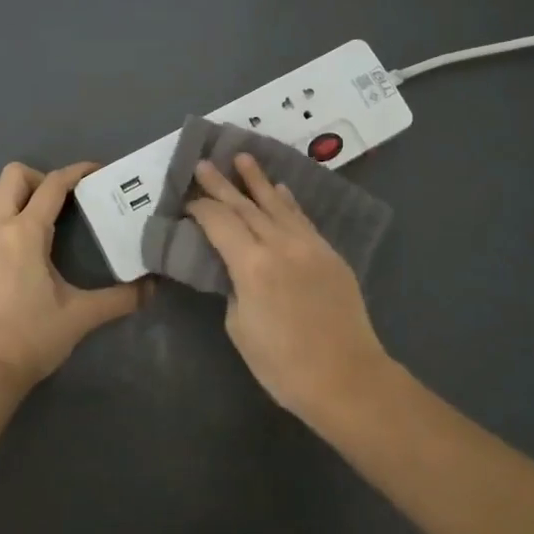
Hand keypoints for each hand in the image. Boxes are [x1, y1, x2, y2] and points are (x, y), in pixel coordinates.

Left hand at [0, 161, 142, 386]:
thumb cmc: (34, 337)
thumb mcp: (82, 316)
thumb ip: (121, 298)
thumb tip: (153, 287)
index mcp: (25, 233)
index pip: (53, 185)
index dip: (77, 172)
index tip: (97, 172)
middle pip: (13, 175)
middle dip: (40, 178)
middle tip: (62, 203)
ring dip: (13, 193)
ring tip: (36, 216)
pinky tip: (6, 236)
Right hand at [187, 154, 392, 420]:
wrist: (346, 377)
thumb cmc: (283, 364)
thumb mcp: (240, 328)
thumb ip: (235, 288)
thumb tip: (238, 269)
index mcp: (251, 265)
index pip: (219, 222)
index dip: (201, 208)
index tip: (187, 200)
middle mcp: (280, 244)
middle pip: (245, 206)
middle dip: (222, 184)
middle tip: (204, 162)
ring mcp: (309, 245)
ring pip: (277, 204)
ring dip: (257, 180)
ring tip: (242, 157)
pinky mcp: (329, 253)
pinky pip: (302, 218)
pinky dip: (287, 201)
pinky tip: (279, 189)